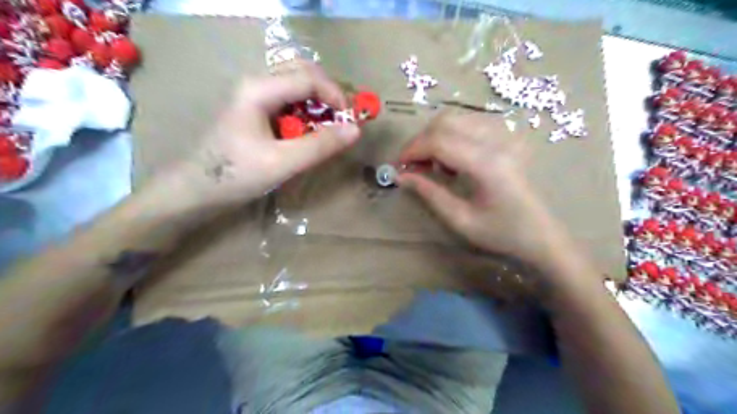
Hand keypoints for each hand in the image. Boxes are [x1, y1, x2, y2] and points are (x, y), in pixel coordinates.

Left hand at [167, 59, 361, 210]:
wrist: (197, 189)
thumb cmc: (236, 175)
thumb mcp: (282, 163)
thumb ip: (320, 145)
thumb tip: (355, 130)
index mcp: (260, 89)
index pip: (309, 78)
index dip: (336, 96)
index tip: (351, 122)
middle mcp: (257, 83)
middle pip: (303, 72)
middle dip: (329, 93)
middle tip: (343, 119)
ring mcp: (254, 95)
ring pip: (297, 84)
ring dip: (319, 101)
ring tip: (331, 126)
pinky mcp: (256, 109)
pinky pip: (289, 99)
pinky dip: (307, 110)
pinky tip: (310, 131)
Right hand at [400, 112, 565, 269]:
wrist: (541, 235)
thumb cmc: (502, 234)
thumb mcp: (460, 220)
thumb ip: (429, 193)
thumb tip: (400, 176)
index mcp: (488, 165)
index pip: (439, 141)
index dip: (412, 150)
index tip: (399, 166)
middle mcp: (499, 141)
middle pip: (446, 121)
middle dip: (421, 141)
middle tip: (413, 166)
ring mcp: (507, 135)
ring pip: (457, 117)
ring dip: (436, 136)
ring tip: (434, 165)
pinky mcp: (509, 136)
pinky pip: (471, 123)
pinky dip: (453, 135)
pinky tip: (454, 159)